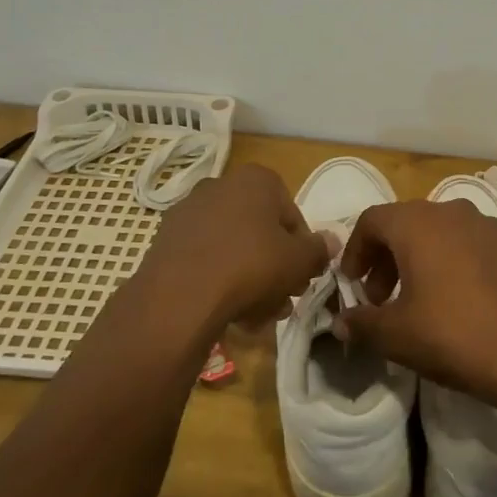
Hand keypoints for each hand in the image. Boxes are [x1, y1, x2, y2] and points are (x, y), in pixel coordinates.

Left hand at [136, 166, 329, 337]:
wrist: (180, 297)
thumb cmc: (251, 266)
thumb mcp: (299, 261)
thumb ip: (319, 250)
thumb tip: (331, 242)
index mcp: (256, 180)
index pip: (291, 213)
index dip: (301, 249)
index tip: (302, 276)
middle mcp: (220, 185)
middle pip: (259, 231)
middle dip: (274, 267)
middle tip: (283, 299)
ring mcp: (189, 212)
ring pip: (232, 247)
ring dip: (249, 279)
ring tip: (258, 316)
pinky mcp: (166, 241)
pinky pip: (205, 259)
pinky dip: (219, 281)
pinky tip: (228, 314)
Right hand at [335, 200, 496, 406]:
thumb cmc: (453, 335)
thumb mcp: (396, 336)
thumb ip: (362, 323)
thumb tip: (342, 321)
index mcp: (417, 224)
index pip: (372, 220)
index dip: (355, 250)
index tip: (353, 283)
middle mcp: (453, 212)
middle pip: (408, 224)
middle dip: (388, 257)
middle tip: (383, 297)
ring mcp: (491, 226)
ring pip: (444, 233)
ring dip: (425, 258)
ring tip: (424, 298)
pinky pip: (477, 247)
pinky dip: (460, 264)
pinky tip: (466, 300)